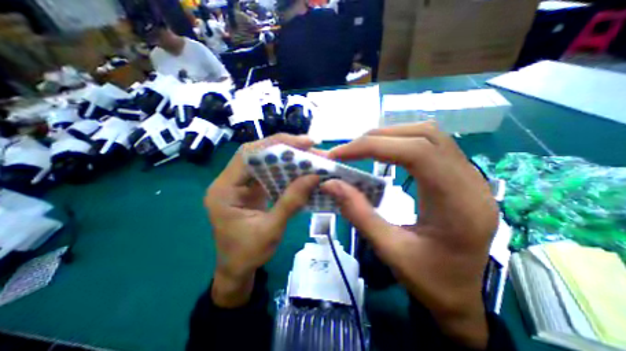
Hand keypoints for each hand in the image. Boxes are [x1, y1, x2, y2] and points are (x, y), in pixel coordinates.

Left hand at [207, 134, 317, 306]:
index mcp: (224, 190)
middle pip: (257, 154)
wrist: (236, 270)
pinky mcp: (251, 189)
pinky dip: (286, 169)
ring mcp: (240, 185)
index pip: (248, 155)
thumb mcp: (271, 230)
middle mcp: (229, 181)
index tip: (303, 142)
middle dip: (284, 147)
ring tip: (308, 155)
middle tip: (310, 145)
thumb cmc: (247, 254)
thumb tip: (313, 177)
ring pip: (264, 162)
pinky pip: (269, 173)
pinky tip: (300, 169)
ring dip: (287, 157)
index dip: (275, 144)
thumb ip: (291, 202)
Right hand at [322, 121, 498, 348]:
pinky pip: (431, 144)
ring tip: (363, 148)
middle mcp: (470, 182)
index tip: (342, 153)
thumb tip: (330, 183)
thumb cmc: (429, 280)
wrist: (460, 294)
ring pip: (429, 134)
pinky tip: (386, 152)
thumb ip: (358, 213)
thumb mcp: (389, 250)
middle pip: (424, 136)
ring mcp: (469, 176)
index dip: (374, 146)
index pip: (417, 153)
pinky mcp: (460, 176)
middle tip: (349, 150)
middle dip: (379, 138)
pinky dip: (402, 141)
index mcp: (458, 205)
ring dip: (391, 136)